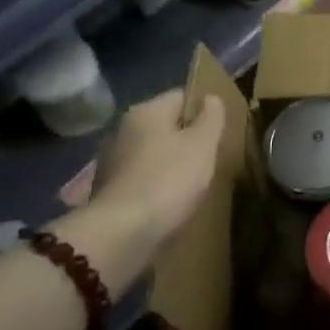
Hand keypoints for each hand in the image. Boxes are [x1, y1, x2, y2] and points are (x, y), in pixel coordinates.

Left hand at [90, 90, 226, 246]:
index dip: (205, 109)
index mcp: (146, 111)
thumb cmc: (169, 180)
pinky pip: (142, 176)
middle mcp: (123, 129)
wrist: (122, 233)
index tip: (220, 131)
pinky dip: (157, 183)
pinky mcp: (108, 189)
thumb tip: (210, 98)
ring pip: (153, 152)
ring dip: (172, 162)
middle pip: (166, 124)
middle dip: (188, 138)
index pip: (182, 96)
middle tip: (212, 157)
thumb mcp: (203, 145)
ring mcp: (112, 160)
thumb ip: (211, 117)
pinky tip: (171, 200)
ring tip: (194, 182)